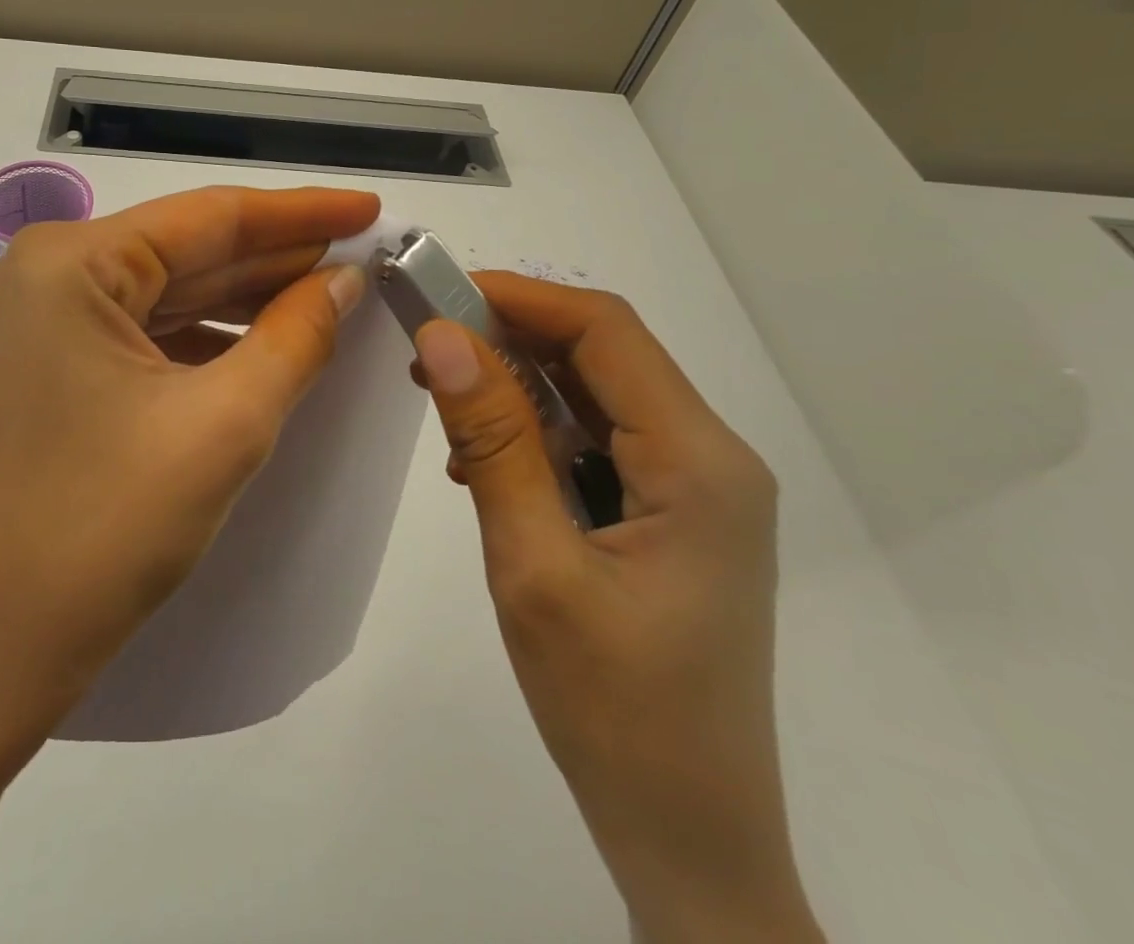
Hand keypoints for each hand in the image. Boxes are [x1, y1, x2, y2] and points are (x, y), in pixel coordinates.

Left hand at [0, 186, 376, 943]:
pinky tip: (273, 337)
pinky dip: (215, 334)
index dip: (299, 212)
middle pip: (190, 250)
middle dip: (280, 255)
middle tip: (365, 250)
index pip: (208, 217)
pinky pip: (154, 329)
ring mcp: (51, 319)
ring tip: (336, 291)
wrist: (3, 645)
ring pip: (175, 290)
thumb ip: (297, 336)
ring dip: (252, 295)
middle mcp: (52, 273)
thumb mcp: (225, 423)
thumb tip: (346, 280)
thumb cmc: (109, 527)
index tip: (370, 206)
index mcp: (72, 263)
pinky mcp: (61, 363)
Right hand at [412, 273, 821, 943]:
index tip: (437, 294)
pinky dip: (534, 431)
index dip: (518, 296)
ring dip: (515, 384)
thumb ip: (491, 440)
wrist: (686, 840)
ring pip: (594, 394)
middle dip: (509, 336)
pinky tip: (483, 464)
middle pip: (602, 354)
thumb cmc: (613, 710)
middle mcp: (709, 457)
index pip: (605, 331)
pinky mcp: (671, 514)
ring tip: (441, 400)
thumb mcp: (534, 564)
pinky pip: (595, 439)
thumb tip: (442, 337)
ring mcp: (695, 487)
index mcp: (698, 462)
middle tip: (424, 345)